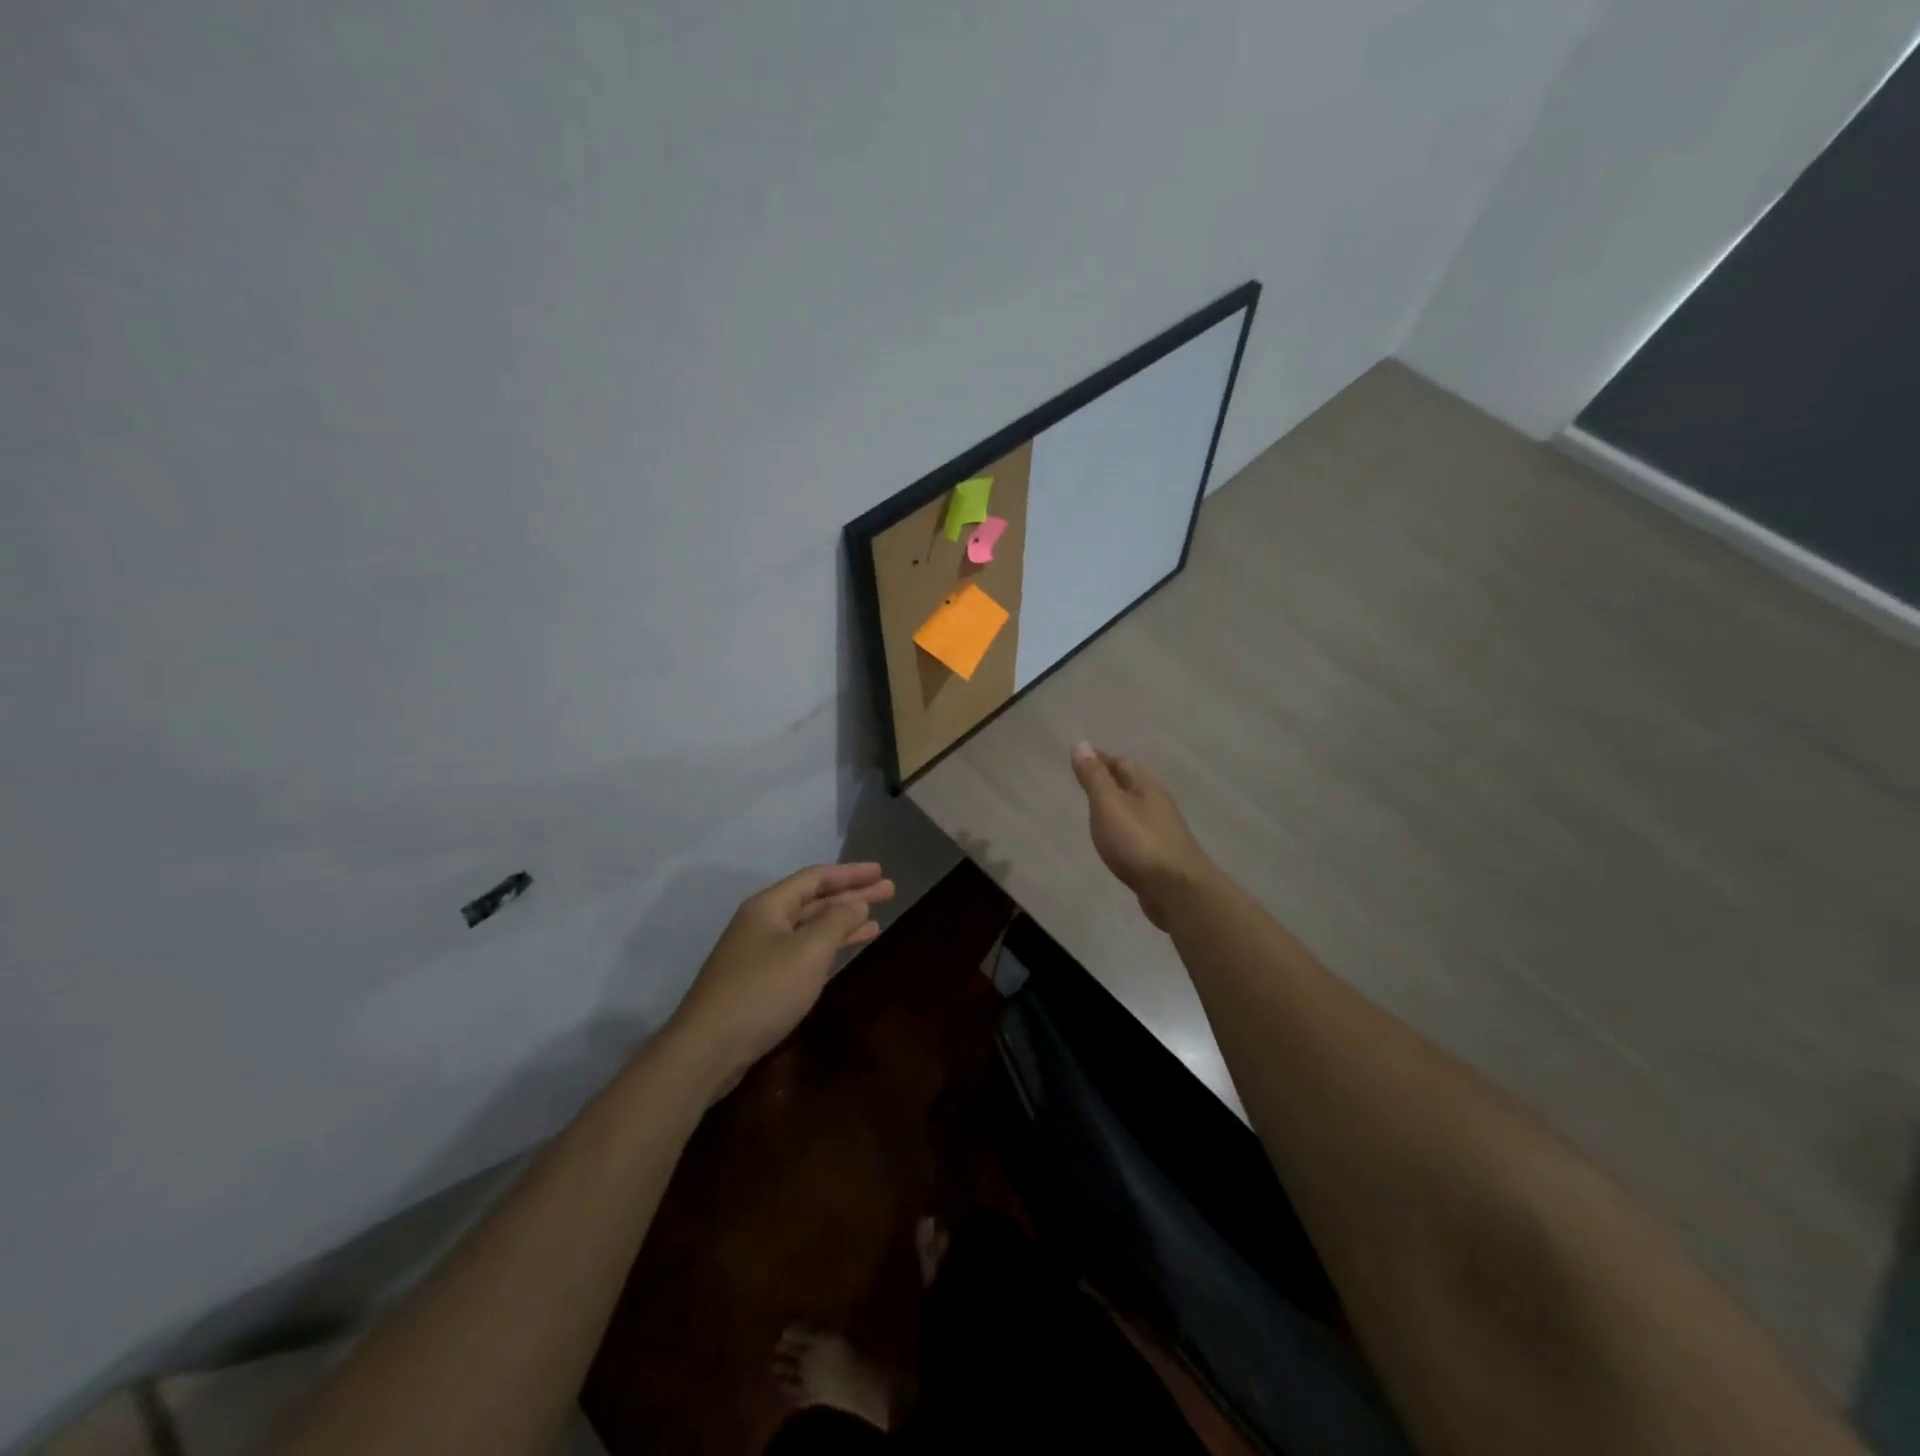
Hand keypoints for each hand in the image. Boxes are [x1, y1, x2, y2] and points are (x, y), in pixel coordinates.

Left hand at [667, 863, 894, 1083]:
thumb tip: (856, 903)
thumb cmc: (763, 991)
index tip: (880, 871)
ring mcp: (759, 952)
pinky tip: (845, 951)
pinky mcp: (760, 980)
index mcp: (769, 906)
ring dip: (842, 921)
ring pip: (809, 927)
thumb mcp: (808, 951)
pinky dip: (828, 947)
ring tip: (876, 920)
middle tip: (888, 890)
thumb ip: (837, 921)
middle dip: (851, 895)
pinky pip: (802, 951)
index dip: (850, 873)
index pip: (815, 877)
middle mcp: (763, 922)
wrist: (707, 1049)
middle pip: (814, 900)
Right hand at [1070, 743, 1210, 929]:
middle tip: (1085, 780)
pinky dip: (1122, 827)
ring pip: (1135, 808)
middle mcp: (1157, 803)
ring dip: (1117, 804)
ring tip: (1096, 809)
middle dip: (1110, 778)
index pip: (1121, 762)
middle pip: (1131, 783)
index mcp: (1146, 786)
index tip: (1080, 756)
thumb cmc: (1138, 842)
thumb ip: (1094, 777)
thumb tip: (1081, 744)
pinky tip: (1114, 838)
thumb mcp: (1109, 804)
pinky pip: (1137, 831)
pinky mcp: (1161, 855)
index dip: (1100, 758)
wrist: (1176, 890)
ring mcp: (1162, 830)